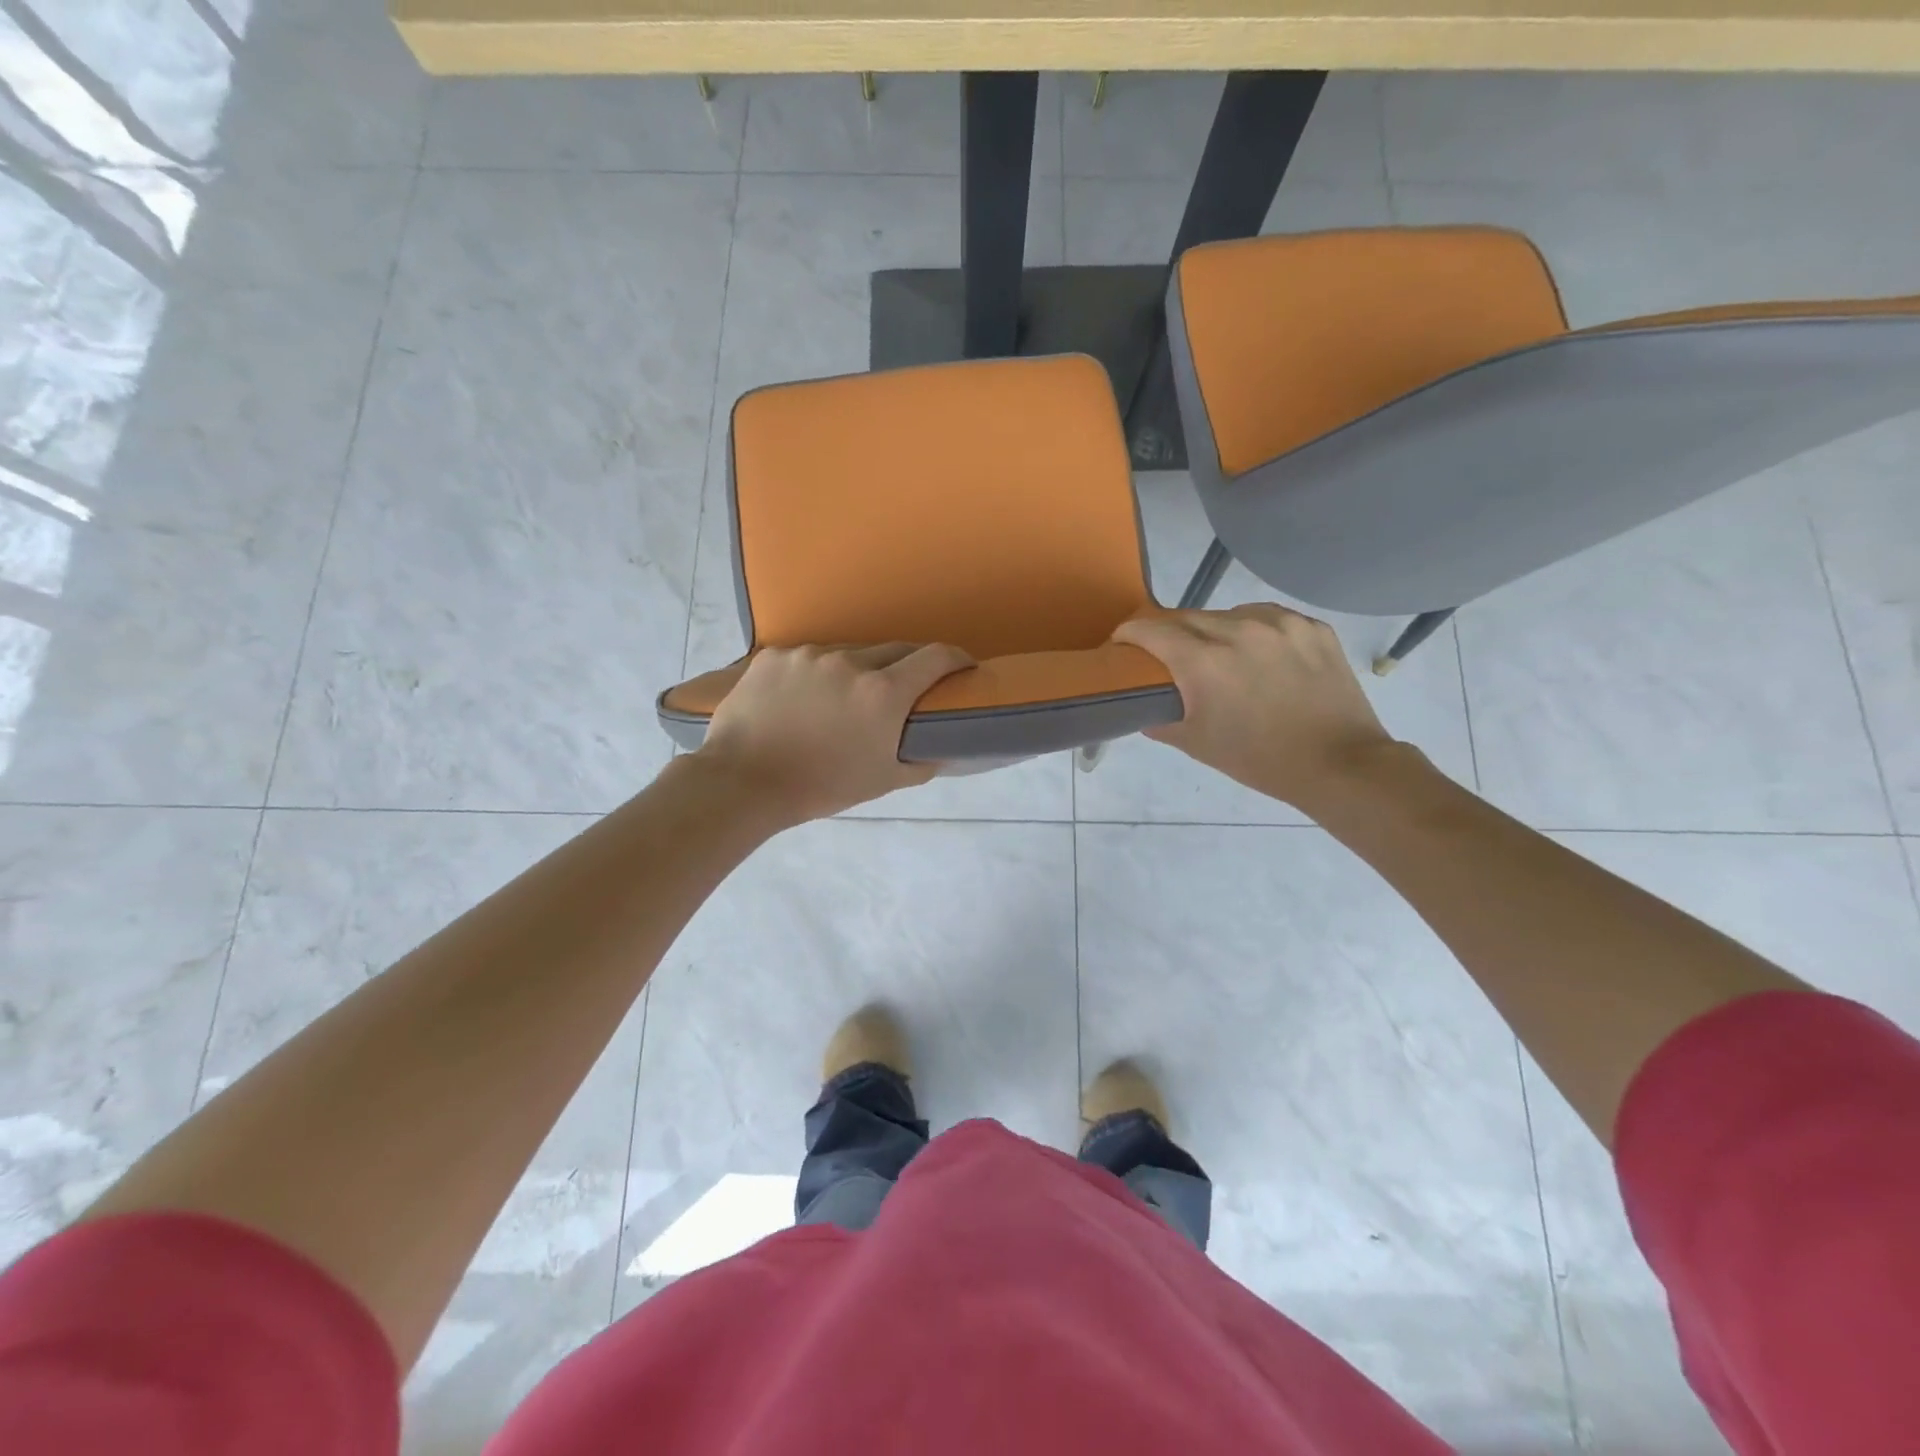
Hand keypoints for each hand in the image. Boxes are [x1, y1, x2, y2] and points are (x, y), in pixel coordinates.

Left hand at [691, 642, 974, 825]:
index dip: (956, 658)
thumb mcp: (882, 781)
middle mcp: (851, 663)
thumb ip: (921, 761)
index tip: (962, 667)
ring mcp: (809, 655)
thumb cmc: (821, 787)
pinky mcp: (774, 656)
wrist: (744, 782)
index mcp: (883, 692)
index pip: (935, 657)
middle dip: (908, 665)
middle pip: (894, 650)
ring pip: (848, 653)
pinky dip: (816, 674)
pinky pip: (808, 658)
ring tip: (844, 698)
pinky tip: (804, 698)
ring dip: (858, 669)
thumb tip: (941, 749)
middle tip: (905, 687)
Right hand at [1113, 605, 1395, 810]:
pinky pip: (1268, 618)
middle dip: (1169, 634)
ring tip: (1220, 656)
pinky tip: (1259, 656)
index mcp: (1205, 661)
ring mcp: (1281, 624)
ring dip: (1213, 630)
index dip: (1129, 634)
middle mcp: (1239, 629)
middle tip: (1167, 657)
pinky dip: (1253, 631)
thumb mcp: (1197, 743)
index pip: (1150, 629)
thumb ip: (1160, 719)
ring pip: (1228, 613)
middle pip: (1186, 617)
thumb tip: (1143, 706)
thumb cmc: (1260, 759)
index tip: (1122, 644)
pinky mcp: (1312, 626)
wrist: (1339, 764)